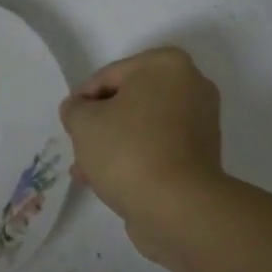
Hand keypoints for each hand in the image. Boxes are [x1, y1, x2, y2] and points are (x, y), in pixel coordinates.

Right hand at [59, 46, 223, 256]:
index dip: (82, 101)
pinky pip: (159, 148)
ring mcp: (201, 121)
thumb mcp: (85, 123)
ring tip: (87, 173)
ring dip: (114, 145)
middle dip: (100, 126)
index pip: (109, 76)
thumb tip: (78, 109)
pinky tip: (110, 182)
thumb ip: (75, 109)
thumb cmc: (129, 150)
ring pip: (143, 127)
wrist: (178, 207)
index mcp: (167, 64)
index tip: (69, 125)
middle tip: (78, 150)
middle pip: (129, 101)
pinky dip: (137, 159)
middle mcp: (191, 85)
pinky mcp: (203, 154)